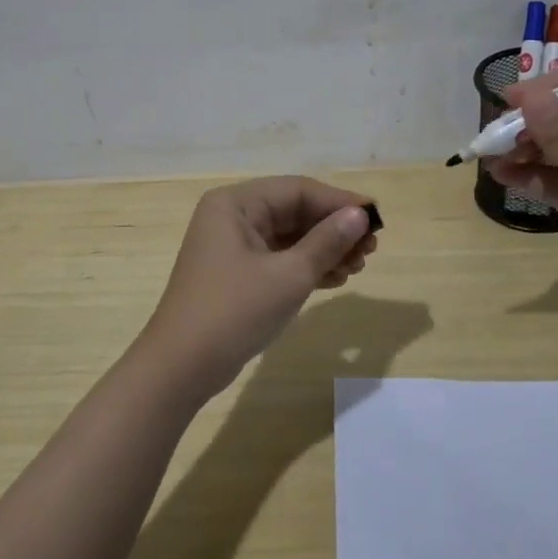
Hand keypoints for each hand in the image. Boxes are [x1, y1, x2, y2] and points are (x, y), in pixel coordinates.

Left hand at [137, 177, 378, 401]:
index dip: (340, 202)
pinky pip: (279, 259)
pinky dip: (307, 267)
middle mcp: (232, 217)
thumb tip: (360, 215)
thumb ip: (327, 241)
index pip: (298, 190)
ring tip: (358, 267)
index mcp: (236, 204)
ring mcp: (232, 247)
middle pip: (294, 212)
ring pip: (290, 237)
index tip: (376, 219)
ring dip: (325, 250)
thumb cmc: (234, 312)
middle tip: (370, 249)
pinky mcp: (237, 274)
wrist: (181, 368)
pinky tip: (336, 279)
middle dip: (334, 229)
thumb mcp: (289, 275)